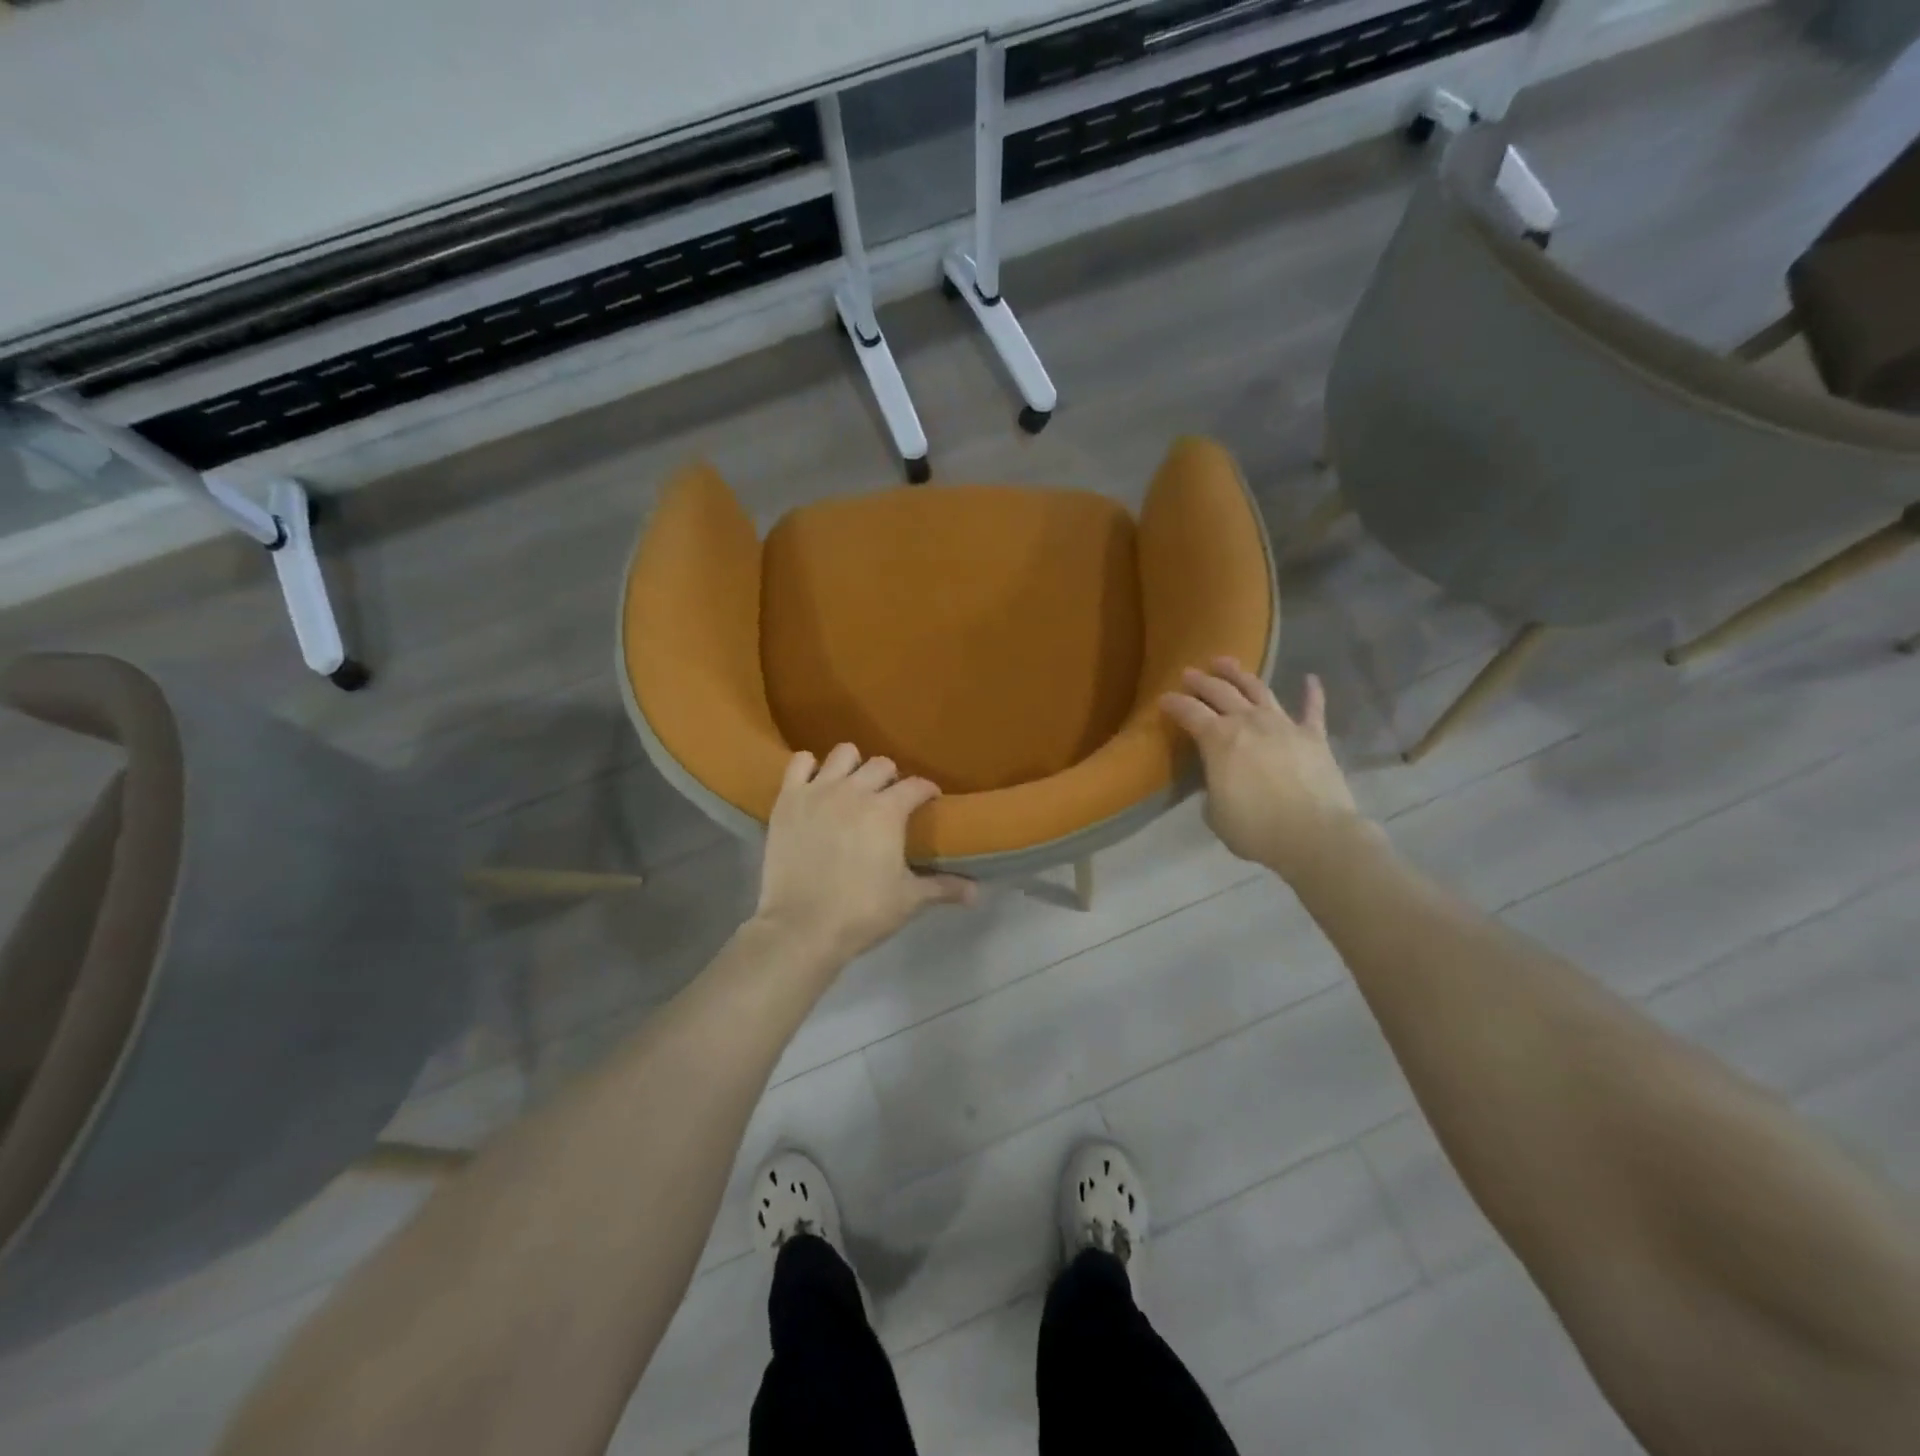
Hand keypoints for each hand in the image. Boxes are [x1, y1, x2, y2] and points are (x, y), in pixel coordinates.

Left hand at [754, 744, 976, 969]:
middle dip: (892, 778)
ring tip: (853, 787)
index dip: (927, 790)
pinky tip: (816, 785)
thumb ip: (943, 887)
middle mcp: (855, 790)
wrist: (801, 927)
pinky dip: (810, 768)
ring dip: (854, 766)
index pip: (917, 786)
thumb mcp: (909, 900)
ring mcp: (818, 791)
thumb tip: (977, 893)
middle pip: (882, 765)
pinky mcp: (788, 800)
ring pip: (843, 753)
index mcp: (888, 811)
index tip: (929, 799)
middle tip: (890, 799)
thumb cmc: (861, 912)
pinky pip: (799, 763)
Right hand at [1161, 659, 1362, 880]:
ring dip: (1240, 674)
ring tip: (1226, 662)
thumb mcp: (1216, 813)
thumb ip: (1214, 788)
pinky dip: (1312, 692)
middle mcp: (1248, 722)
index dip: (1174, 704)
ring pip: (1258, 690)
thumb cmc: (1255, 828)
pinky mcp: (1314, 736)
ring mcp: (1284, 725)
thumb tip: (1220, 781)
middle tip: (1189, 673)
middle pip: (1220, 692)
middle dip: (1201, 681)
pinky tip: (1311, 678)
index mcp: (1218, 739)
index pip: (1189, 713)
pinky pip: (1313, 708)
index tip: (1164, 699)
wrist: (1314, 834)